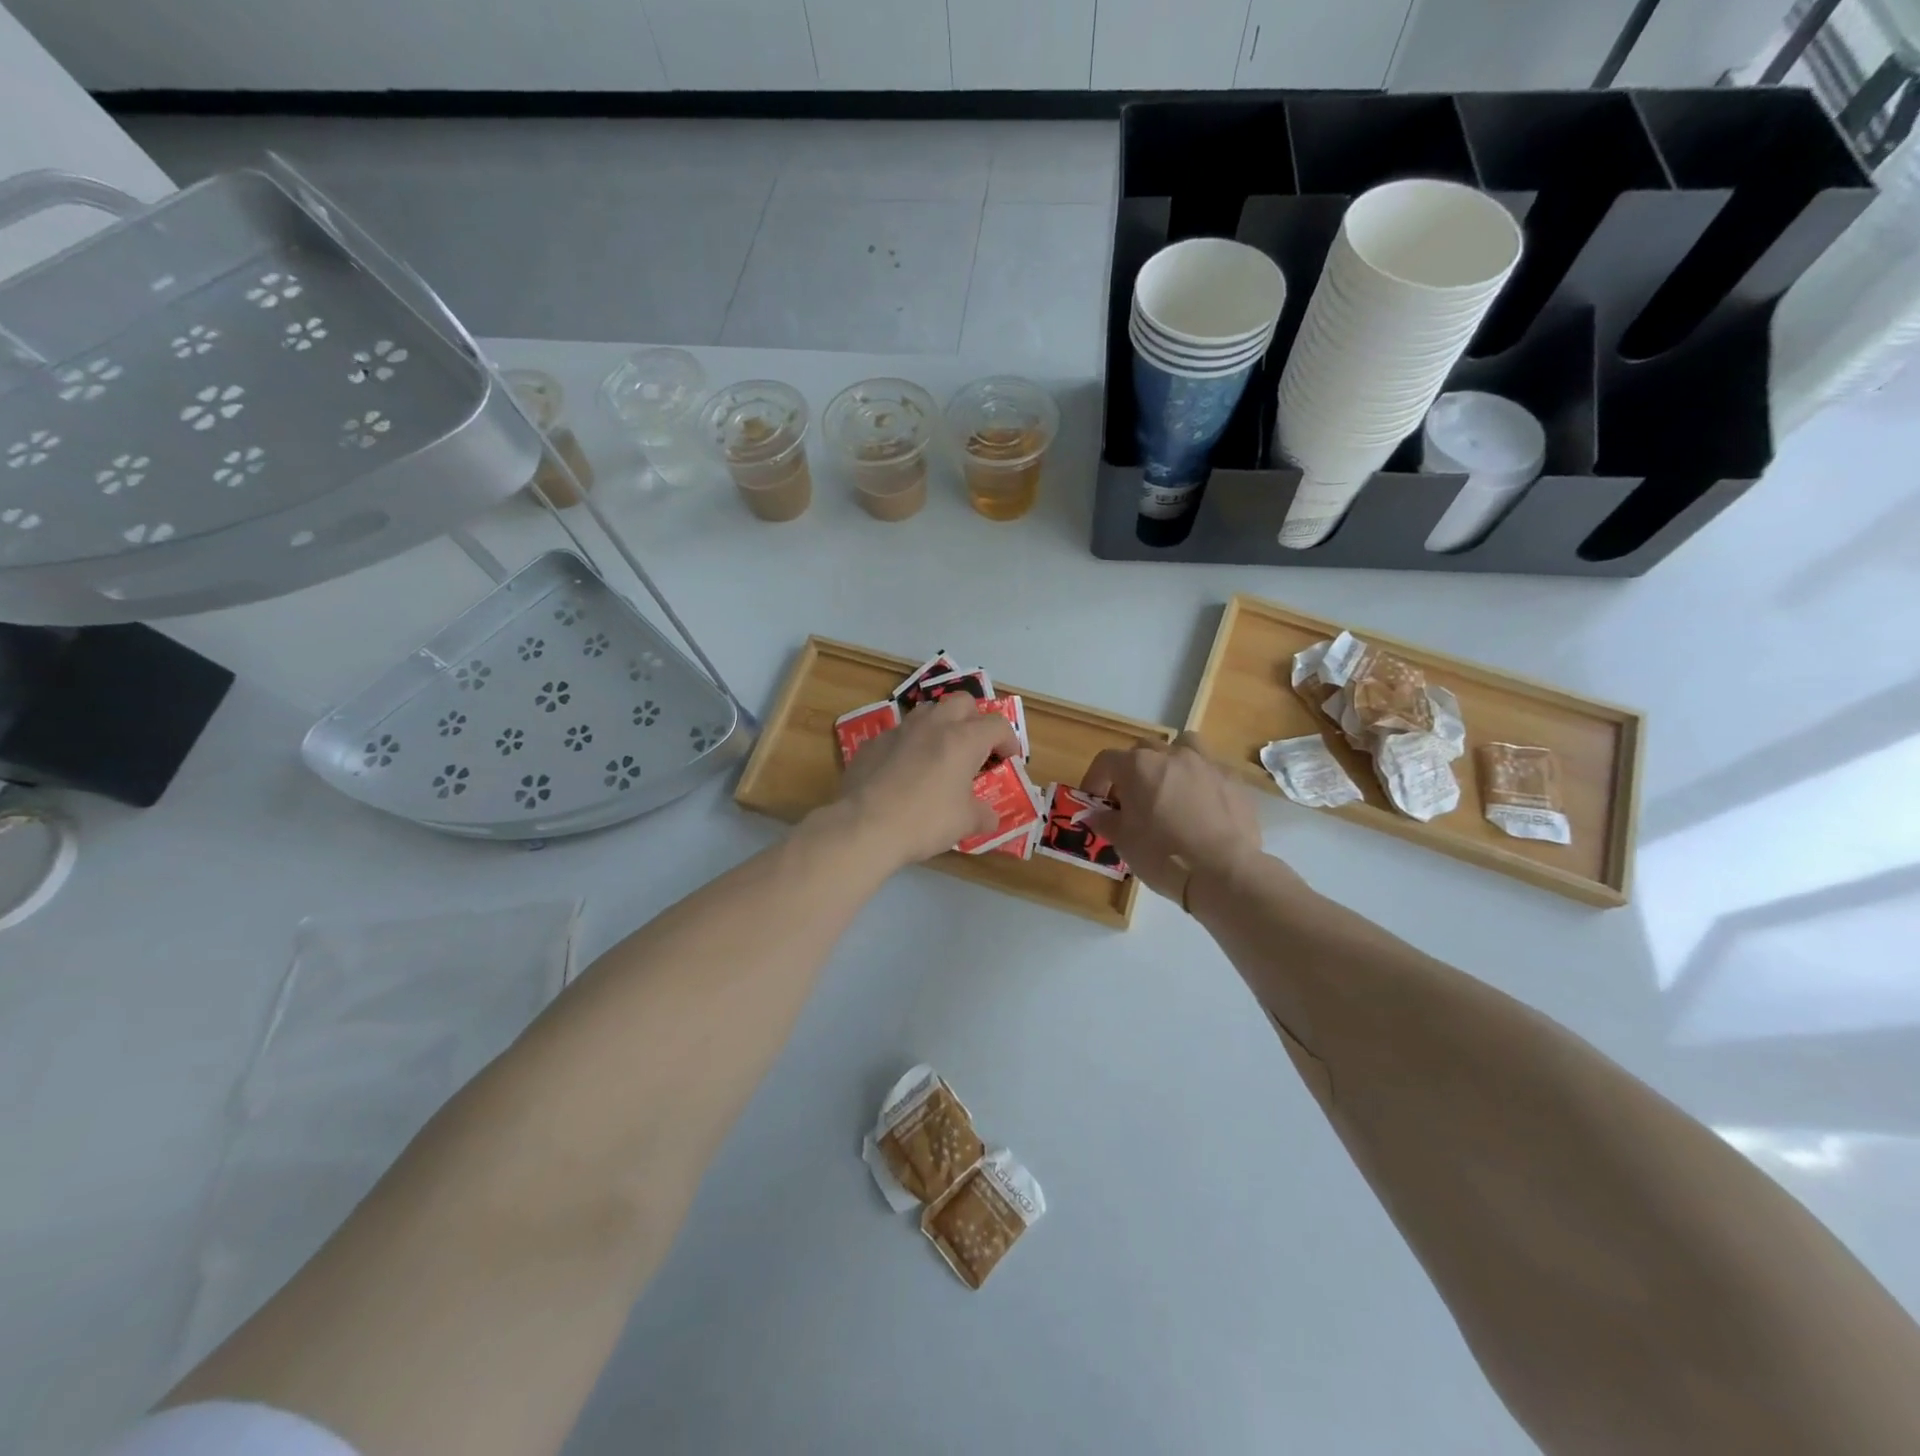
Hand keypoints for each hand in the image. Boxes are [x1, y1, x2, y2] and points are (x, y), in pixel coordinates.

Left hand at [835, 693, 1020, 868]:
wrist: (864, 825)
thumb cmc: (924, 821)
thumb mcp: (965, 823)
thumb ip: (983, 815)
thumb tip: (989, 817)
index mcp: (963, 739)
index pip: (997, 725)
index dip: (1009, 741)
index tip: (1008, 760)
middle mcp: (933, 725)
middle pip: (962, 702)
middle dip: (974, 720)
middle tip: (975, 749)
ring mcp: (899, 730)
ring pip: (928, 712)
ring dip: (941, 726)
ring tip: (941, 755)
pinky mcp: (872, 743)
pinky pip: (899, 734)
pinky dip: (910, 746)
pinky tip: (905, 772)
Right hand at [1081, 733, 1265, 901]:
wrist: (1222, 871)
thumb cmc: (1162, 854)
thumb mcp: (1124, 842)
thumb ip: (1106, 822)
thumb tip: (1095, 815)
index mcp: (1139, 766)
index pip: (1107, 761)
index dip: (1096, 778)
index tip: (1095, 799)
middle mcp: (1172, 755)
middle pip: (1144, 749)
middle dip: (1133, 769)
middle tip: (1132, 797)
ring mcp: (1206, 764)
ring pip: (1183, 746)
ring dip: (1172, 760)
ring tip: (1171, 786)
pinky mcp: (1233, 780)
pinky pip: (1210, 769)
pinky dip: (1201, 780)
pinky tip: (1202, 805)